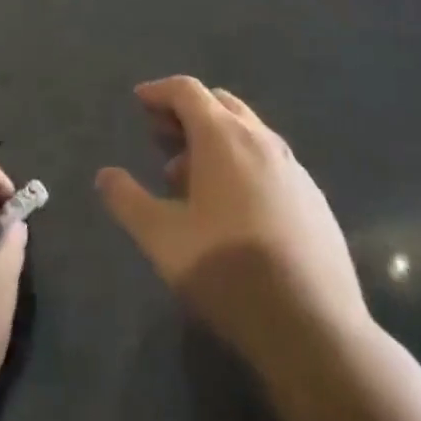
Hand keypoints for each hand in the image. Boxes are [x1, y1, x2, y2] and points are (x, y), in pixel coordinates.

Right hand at [96, 77, 368, 364]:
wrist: (315, 329)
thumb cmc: (229, 272)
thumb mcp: (163, 240)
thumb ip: (128, 201)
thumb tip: (105, 175)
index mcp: (223, 136)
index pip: (187, 90)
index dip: (159, 90)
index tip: (139, 101)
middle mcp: (261, 138)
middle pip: (220, 102)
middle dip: (187, 111)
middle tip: (162, 136)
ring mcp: (293, 166)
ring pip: (248, 131)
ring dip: (215, 138)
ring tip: (192, 178)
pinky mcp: (314, 197)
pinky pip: (270, 160)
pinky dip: (244, 162)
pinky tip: (235, 206)